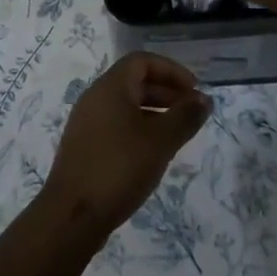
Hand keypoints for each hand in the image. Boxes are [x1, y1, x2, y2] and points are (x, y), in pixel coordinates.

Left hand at [42, 53, 211, 235]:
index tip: (195, 90)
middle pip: (134, 81)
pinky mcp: (85, 146)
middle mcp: (95, 97)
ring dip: (154, 112)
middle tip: (192, 112)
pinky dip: (139, 128)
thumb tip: (204, 98)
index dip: (171, 70)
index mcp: (110, 87)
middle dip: (166, 91)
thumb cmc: (119, 168)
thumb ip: (184, 117)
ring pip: (126, 105)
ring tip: (179, 133)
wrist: (72, 214)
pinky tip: (154, 153)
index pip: (141, 61)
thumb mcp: (160, 141)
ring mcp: (87, 122)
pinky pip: (116, 124)